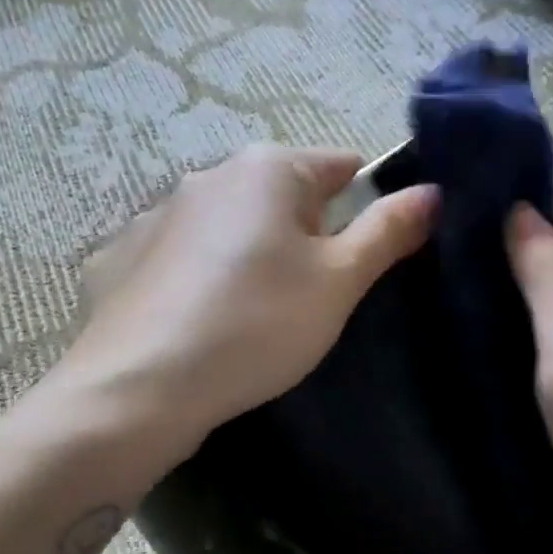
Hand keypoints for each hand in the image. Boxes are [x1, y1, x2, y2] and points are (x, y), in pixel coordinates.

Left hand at [70, 145, 437, 441]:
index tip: (360, 262)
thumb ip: (387, 233)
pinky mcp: (121, 257)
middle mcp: (207, 175)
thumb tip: (431, 192)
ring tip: (250, 318)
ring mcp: (155, 215)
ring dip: (250, 256)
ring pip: (228, 227)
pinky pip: (180, 259)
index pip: (341, 166)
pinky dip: (197, 279)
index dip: (365, 208)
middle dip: (304, 235)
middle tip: (307, 299)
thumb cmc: (257, 326)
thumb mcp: (338, 284)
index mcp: (267, 169)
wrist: (142, 386)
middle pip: (280, 197)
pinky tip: (196, 323)